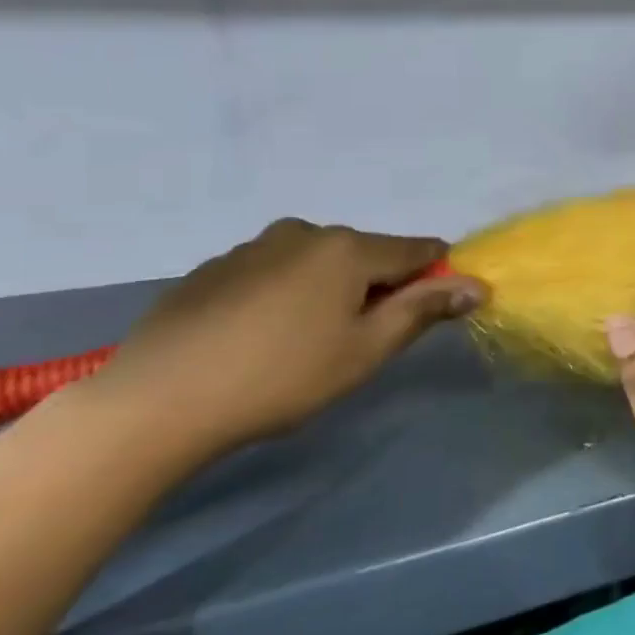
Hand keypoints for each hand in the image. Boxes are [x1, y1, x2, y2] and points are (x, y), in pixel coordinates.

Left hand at [74, 219, 485, 456]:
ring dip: (327, 290)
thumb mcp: (366, 350)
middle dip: (375, 286)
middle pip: (365, 254)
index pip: (417, 249)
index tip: (426, 313)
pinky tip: (257, 338)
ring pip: (316, 261)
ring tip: (301, 343)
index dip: (433, 276)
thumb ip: (423, 309)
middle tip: (355, 342)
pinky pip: (272, 271)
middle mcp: (303, 232)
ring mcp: (252, 247)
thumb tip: (477, 284)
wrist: (156, 402)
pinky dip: (283, 294)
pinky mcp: (212, 268)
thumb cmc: (281, 377)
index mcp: (347, 248)